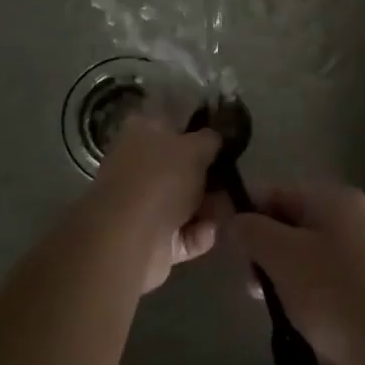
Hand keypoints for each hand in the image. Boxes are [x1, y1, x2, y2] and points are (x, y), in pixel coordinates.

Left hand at [92, 114, 224, 292]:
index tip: (226, 143)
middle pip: (183, 167)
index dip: (201, 133)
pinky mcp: (150, 238)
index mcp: (141, 131)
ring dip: (210, 208)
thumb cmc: (161, 179)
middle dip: (211, 178)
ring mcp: (143, 203)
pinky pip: (184, 232)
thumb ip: (210, 139)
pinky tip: (208, 232)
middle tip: (233, 181)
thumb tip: (215, 138)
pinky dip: (198, 233)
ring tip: (226, 211)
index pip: (175, 124)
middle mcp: (139, 164)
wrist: (130, 239)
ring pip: (187, 202)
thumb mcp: (195, 148)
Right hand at [225, 181, 364, 364]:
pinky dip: (309, 292)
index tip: (229, 248)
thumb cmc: (334, 294)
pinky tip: (300, 317)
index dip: (247, 215)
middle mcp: (354, 217)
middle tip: (252, 284)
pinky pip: (328, 278)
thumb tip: (234, 218)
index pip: (277, 193)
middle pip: (293, 222)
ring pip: (309, 253)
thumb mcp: (282, 256)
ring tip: (273, 306)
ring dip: (284, 275)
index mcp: (335, 198)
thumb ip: (252, 231)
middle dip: (266, 250)